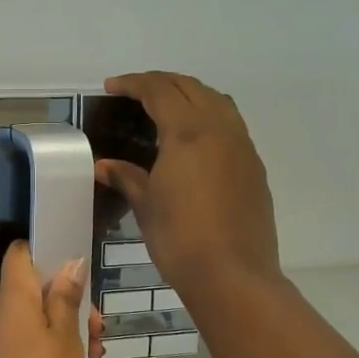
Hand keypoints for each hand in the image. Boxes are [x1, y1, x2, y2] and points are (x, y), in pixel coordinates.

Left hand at [0, 241, 96, 357]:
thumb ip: (66, 299)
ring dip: (62, 328)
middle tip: (96, 327)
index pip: (19, 254)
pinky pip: (24, 344)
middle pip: (31, 290)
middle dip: (66, 301)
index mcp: (12, 298)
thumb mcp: (66, 338)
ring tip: (93, 353)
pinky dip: (48, 348)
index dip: (44, 252)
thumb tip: (69, 263)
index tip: (74, 266)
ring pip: (31, 320)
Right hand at [95, 72, 279, 297]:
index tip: (112, 87)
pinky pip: (231, 125)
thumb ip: (126, 177)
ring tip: (167, 107)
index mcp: (188, 132)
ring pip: (217, 101)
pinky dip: (209, 116)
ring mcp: (242, 147)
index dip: (133, 83)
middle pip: (191, 87)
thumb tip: (104, 166)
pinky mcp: (254, 166)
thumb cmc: (179, 238)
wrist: (233, 274)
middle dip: (161, 82)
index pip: (159, 91)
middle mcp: (219, 129)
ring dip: (190, 94)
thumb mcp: (145, 205)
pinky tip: (195, 139)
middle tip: (135, 92)